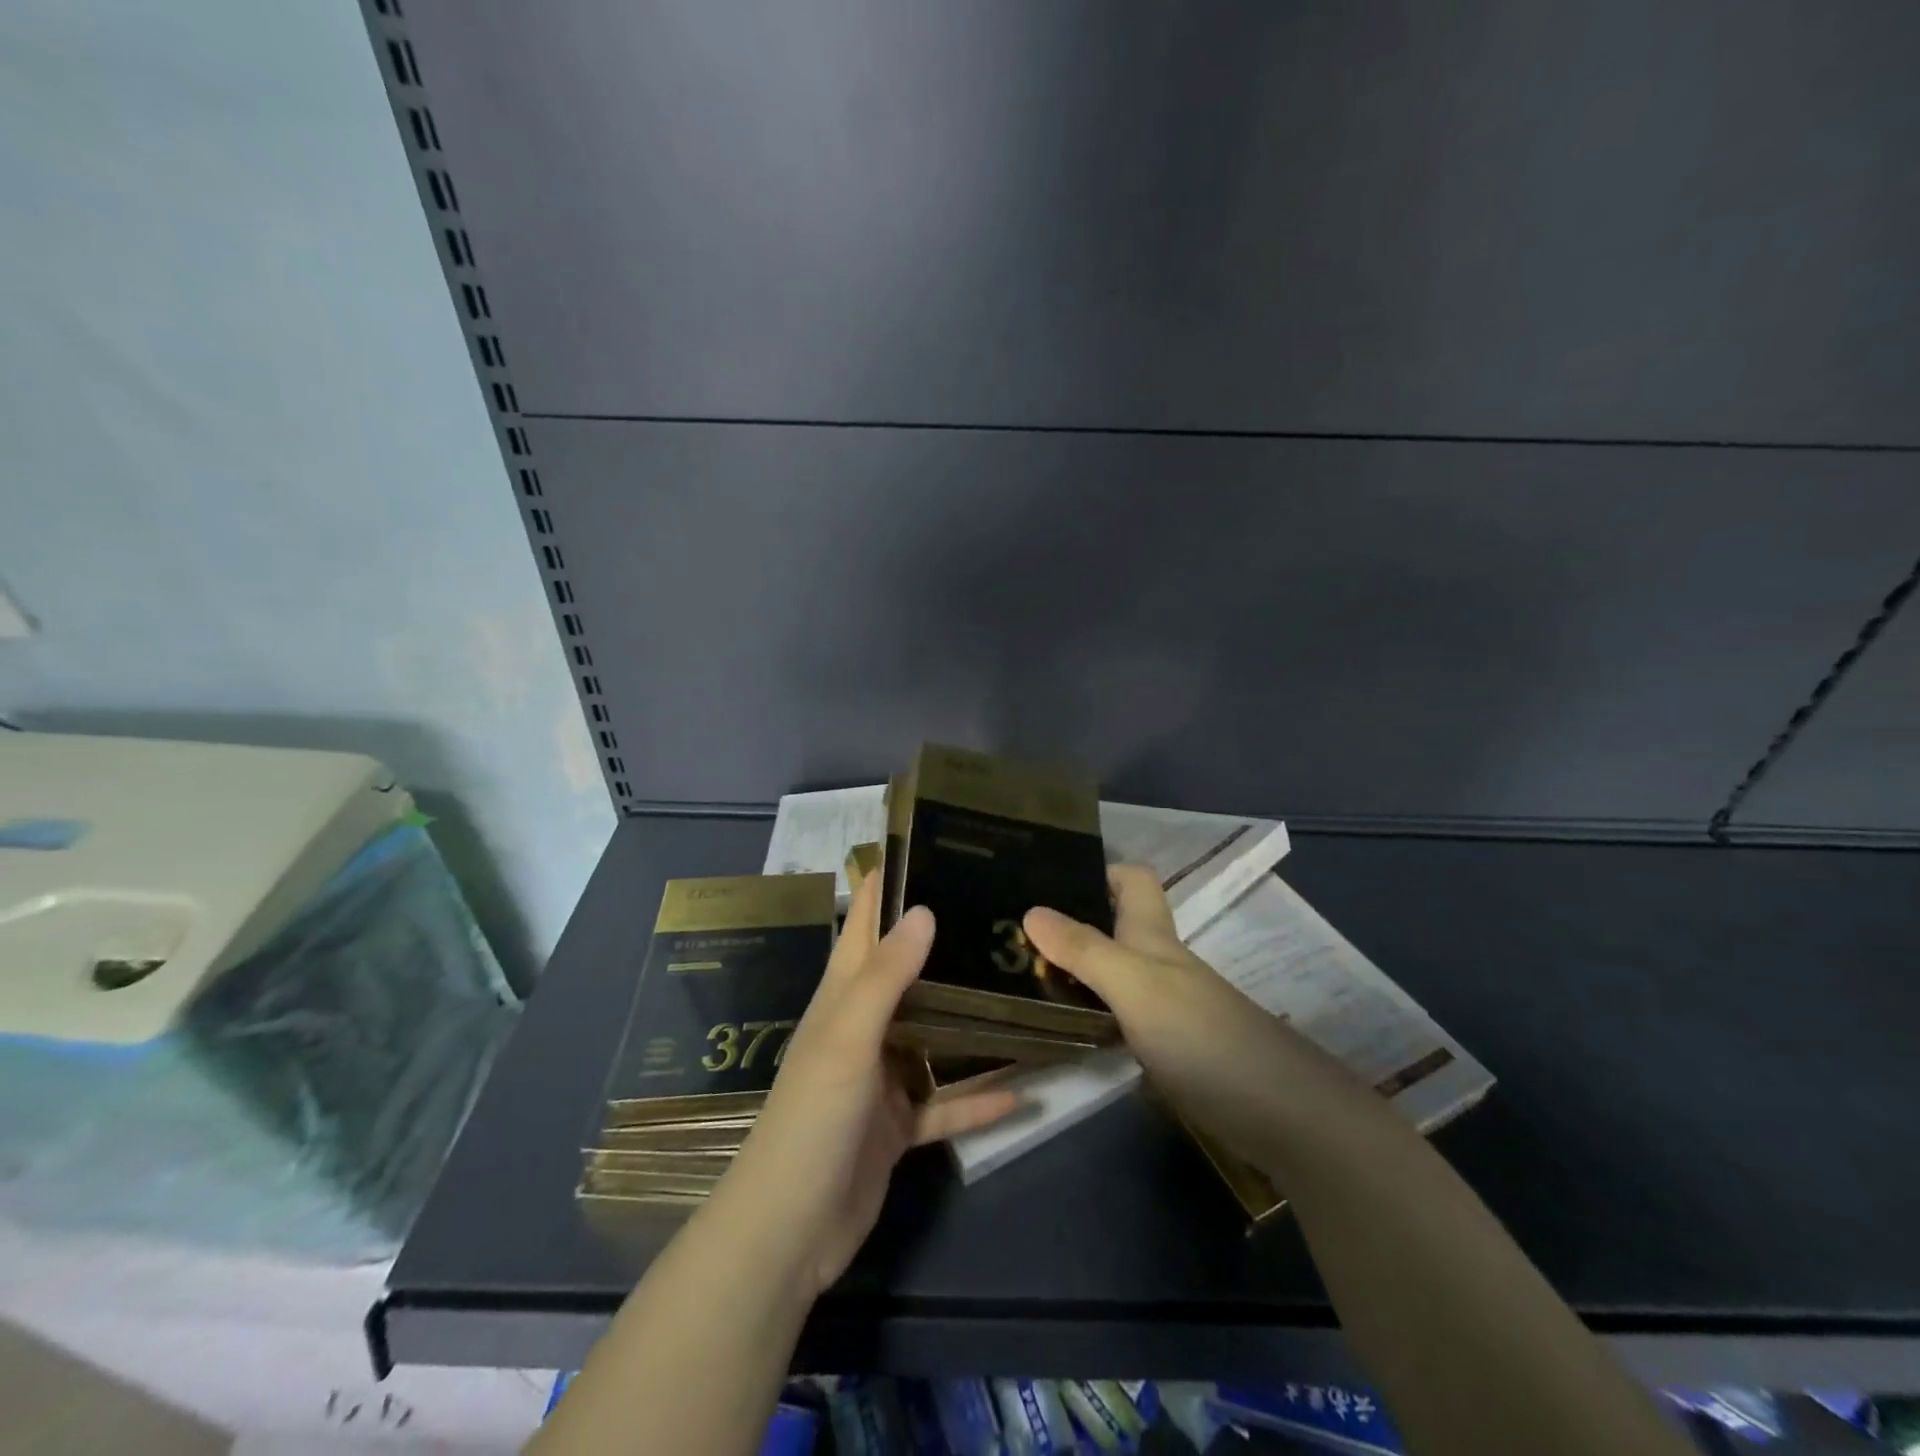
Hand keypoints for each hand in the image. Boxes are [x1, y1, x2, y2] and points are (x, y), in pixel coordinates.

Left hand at [709, 872, 1022, 1298]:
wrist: (790, 1232)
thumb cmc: (812, 1118)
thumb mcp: (848, 1038)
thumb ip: (886, 976)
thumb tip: (924, 908)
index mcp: (841, 997)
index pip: (864, 924)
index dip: (887, 885)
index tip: (929, 848)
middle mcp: (862, 1027)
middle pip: (907, 973)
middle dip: (944, 944)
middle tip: (998, 915)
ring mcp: (880, 1077)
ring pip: (932, 1036)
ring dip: (968, 1020)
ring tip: (1019, 989)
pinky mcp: (896, 1124)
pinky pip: (945, 1102)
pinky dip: (977, 1097)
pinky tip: (1023, 1090)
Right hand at [1025, 865, 1360, 1168]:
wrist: (1278, 1114)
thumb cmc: (1202, 1034)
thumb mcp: (1135, 984)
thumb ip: (1083, 949)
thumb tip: (1029, 909)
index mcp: (1154, 936)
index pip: (1131, 879)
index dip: (1096, 869)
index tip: (1044, 875)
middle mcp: (1158, 963)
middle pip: (1113, 926)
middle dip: (1068, 920)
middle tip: (1010, 929)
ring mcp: (1164, 1007)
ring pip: (1111, 971)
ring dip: (1072, 968)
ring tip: (1016, 973)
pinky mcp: (1165, 1049)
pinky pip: (1115, 1014)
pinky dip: (1087, 1011)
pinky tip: (1057, 1024)